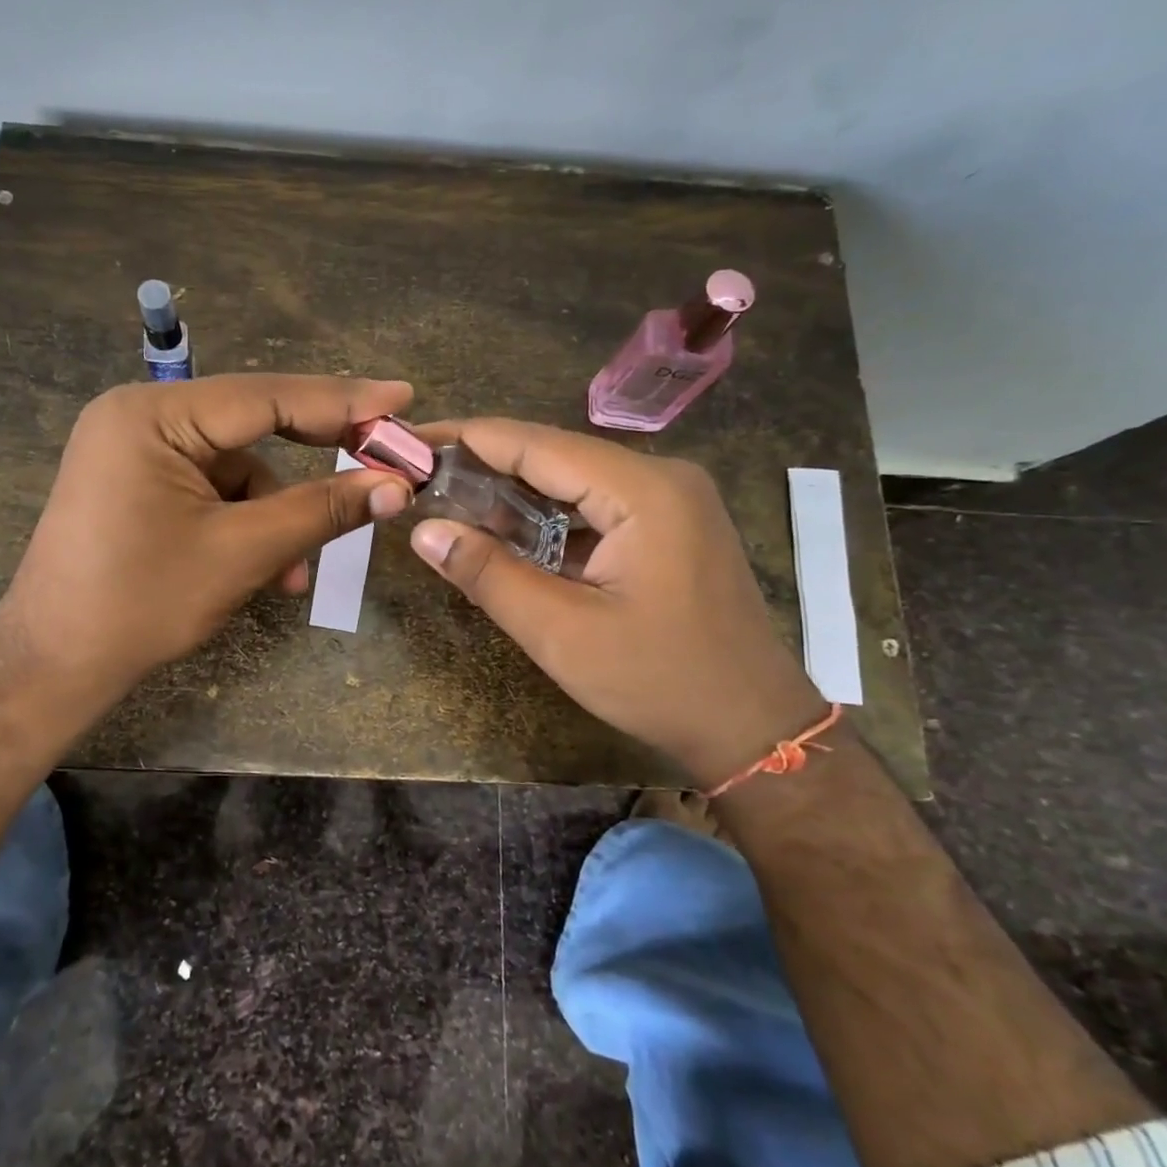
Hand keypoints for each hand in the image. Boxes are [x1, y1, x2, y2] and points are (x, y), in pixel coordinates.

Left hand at [0, 374, 413, 713]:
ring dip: (274, 516)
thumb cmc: (142, 603)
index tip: (402, 396)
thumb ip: (322, 510)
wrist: (56, 664)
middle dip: (313, 458)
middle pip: (252, 424)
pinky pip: (213, 489)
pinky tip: (260, 571)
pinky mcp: (139, 482)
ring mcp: (136, 449)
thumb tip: (397, 486)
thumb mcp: (242, 553)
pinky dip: (244, 524)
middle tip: (382, 459)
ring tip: (290, 575)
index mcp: (153, 415)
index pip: (266, 396)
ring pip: (237, 467)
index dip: (343, 400)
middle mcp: (141, 416)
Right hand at [408, 419, 826, 785]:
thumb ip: (489, 575)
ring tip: (450, 503)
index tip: (413, 439)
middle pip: (555, 456)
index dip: (469, 438)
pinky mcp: (670, 526)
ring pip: (574, 481)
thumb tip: (424, 531)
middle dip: (486, 466)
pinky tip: (508, 534)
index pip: (536, 444)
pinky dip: (549, 517)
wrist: (752, 728)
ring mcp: (671, 500)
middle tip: (421, 477)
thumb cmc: (659, 681)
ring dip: (515, 494)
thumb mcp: (561, 633)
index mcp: (643, 490)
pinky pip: (596, 506)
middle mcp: (661, 477)